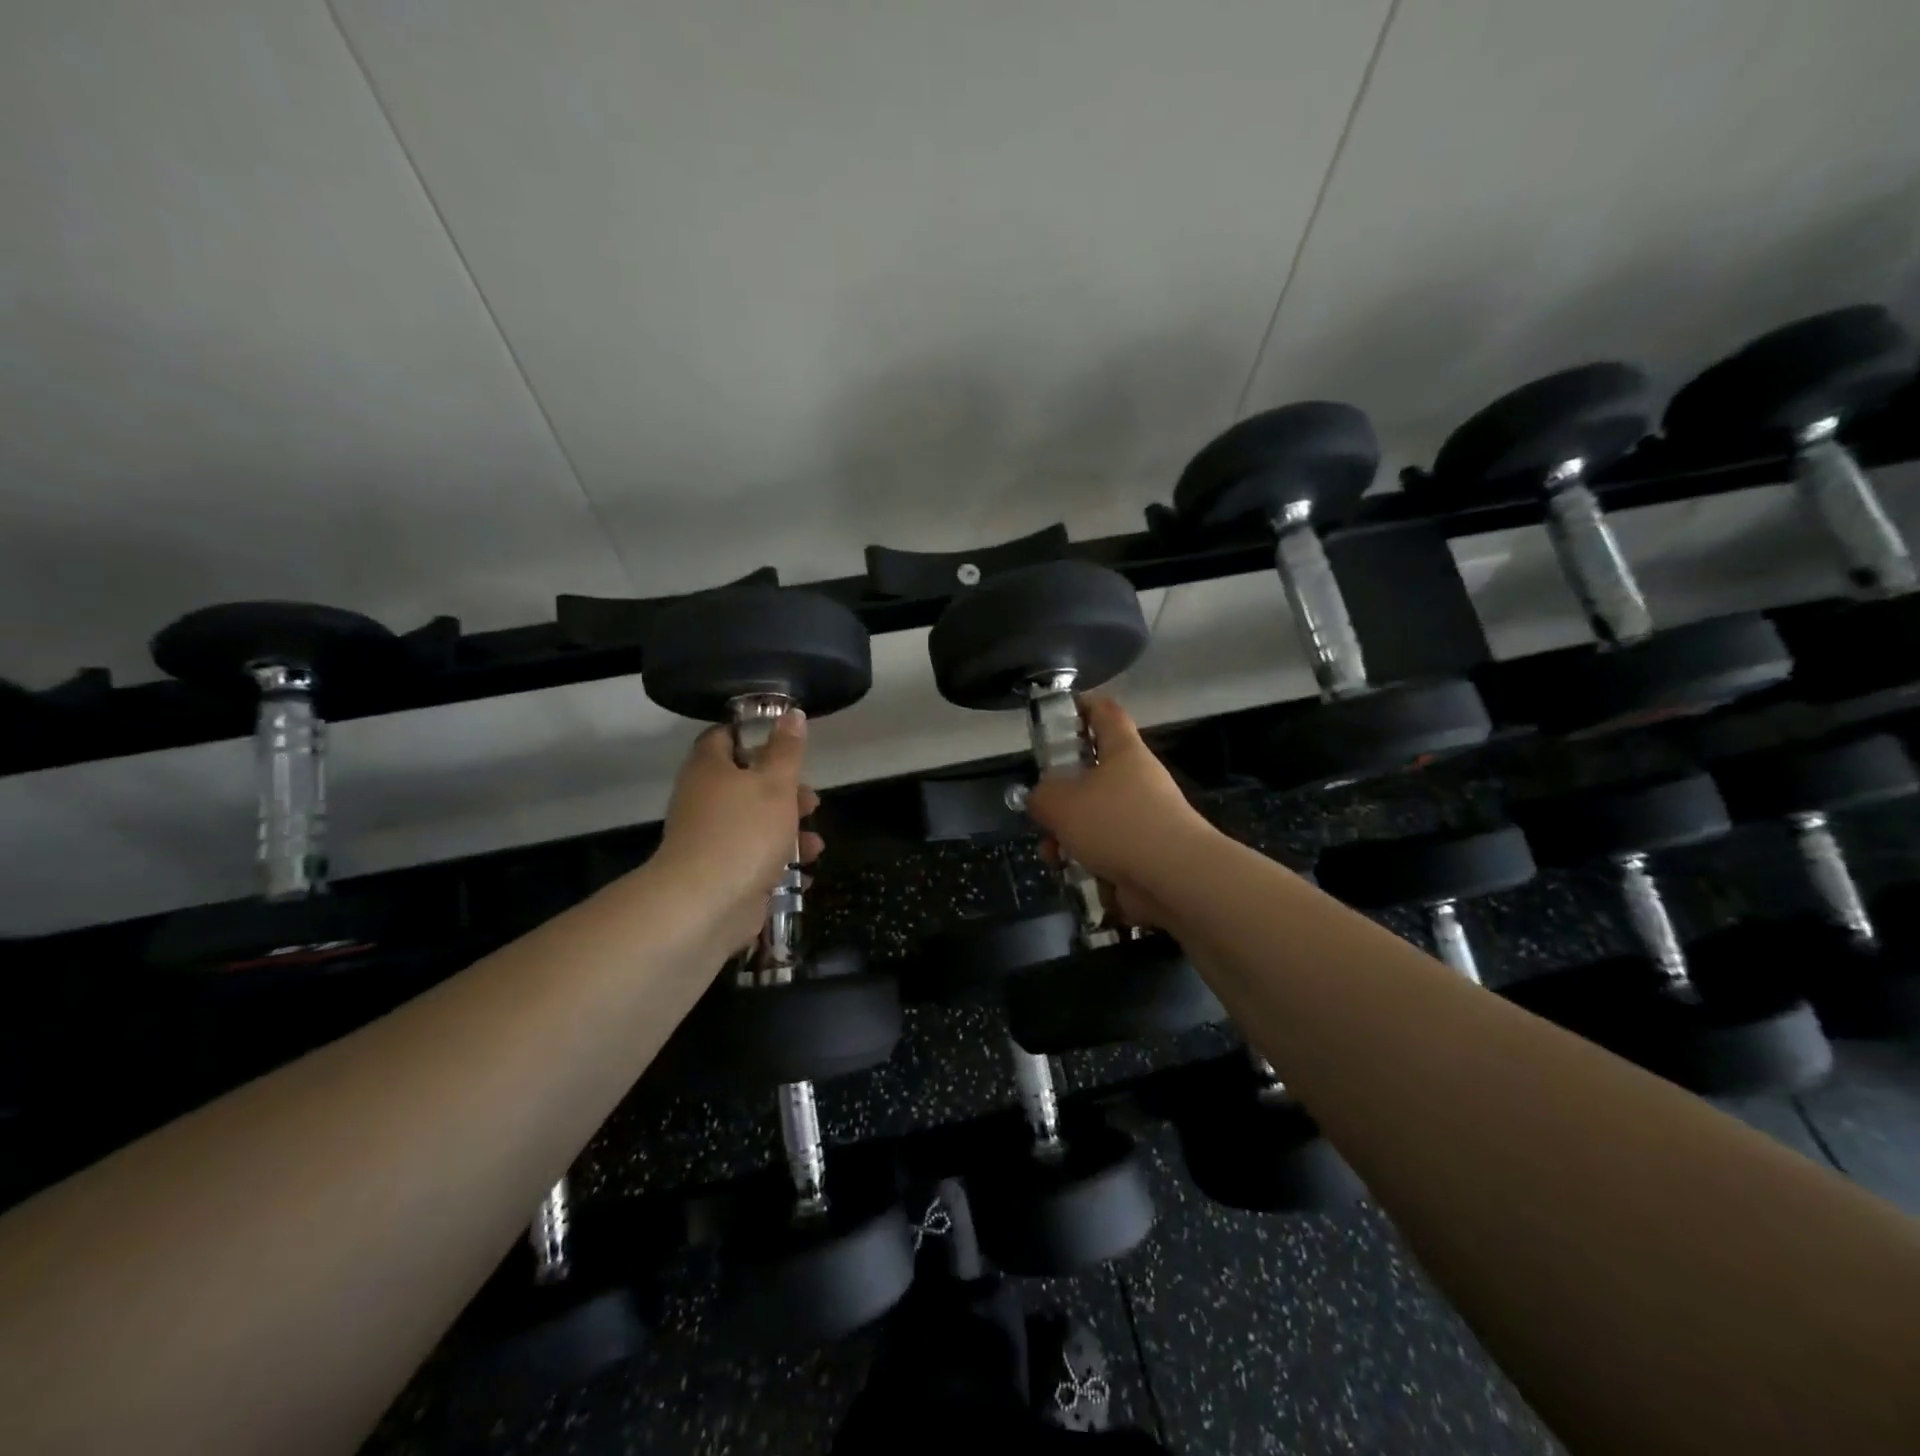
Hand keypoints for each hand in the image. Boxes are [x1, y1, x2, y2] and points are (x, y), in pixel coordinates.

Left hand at [656, 710, 823, 950]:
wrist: (706, 904)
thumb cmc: (744, 832)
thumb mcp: (776, 784)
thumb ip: (787, 750)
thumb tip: (791, 714)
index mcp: (710, 769)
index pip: (724, 737)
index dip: (754, 735)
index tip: (786, 743)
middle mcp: (704, 800)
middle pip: (746, 784)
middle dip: (785, 793)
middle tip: (811, 801)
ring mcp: (710, 839)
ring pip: (754, 825)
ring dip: (788, 833)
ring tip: (815, 846)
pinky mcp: (720, 873)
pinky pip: (753, 860)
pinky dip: (778, 865)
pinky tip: (805, 875)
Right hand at [1023, 694, 1217, 927]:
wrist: (1174, 877)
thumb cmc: (1116, 823)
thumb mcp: (1060, 803)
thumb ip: (1041, 796)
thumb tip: (1042, 800)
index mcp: (1123, 752)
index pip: (1105, 713)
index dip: (1083, 706)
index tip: (1060, 712)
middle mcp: (1137, 779)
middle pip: (1093, 774)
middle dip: (1062, 794)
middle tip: (1041, 808)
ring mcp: (1145, 818)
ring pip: (1095, 817)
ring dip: (1068, 834)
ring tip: (1051, 854)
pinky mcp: (1146, 853)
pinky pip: (1107, 849)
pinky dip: (1087, 860)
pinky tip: (1070, 873)